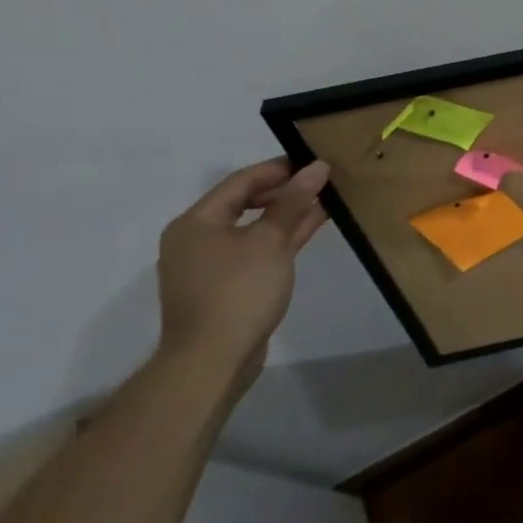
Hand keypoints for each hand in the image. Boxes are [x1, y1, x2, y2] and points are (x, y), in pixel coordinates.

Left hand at [156, 157, 329, 387]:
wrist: (212, 361)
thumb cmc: (237, 290)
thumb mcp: (270, 240)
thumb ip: (293, 202)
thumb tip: (317, 167)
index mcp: (196, 223)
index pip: (241, 181)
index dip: (279, 169)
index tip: (315, 161)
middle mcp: (197, 240)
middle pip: (245, 203)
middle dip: (285, 191)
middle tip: (323, 180)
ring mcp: (211, 265)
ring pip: (254, 228)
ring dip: (288, 214)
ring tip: (326, 200)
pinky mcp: (227, 286)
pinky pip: (257, 249)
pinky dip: (282, 238)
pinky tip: (312, 228)